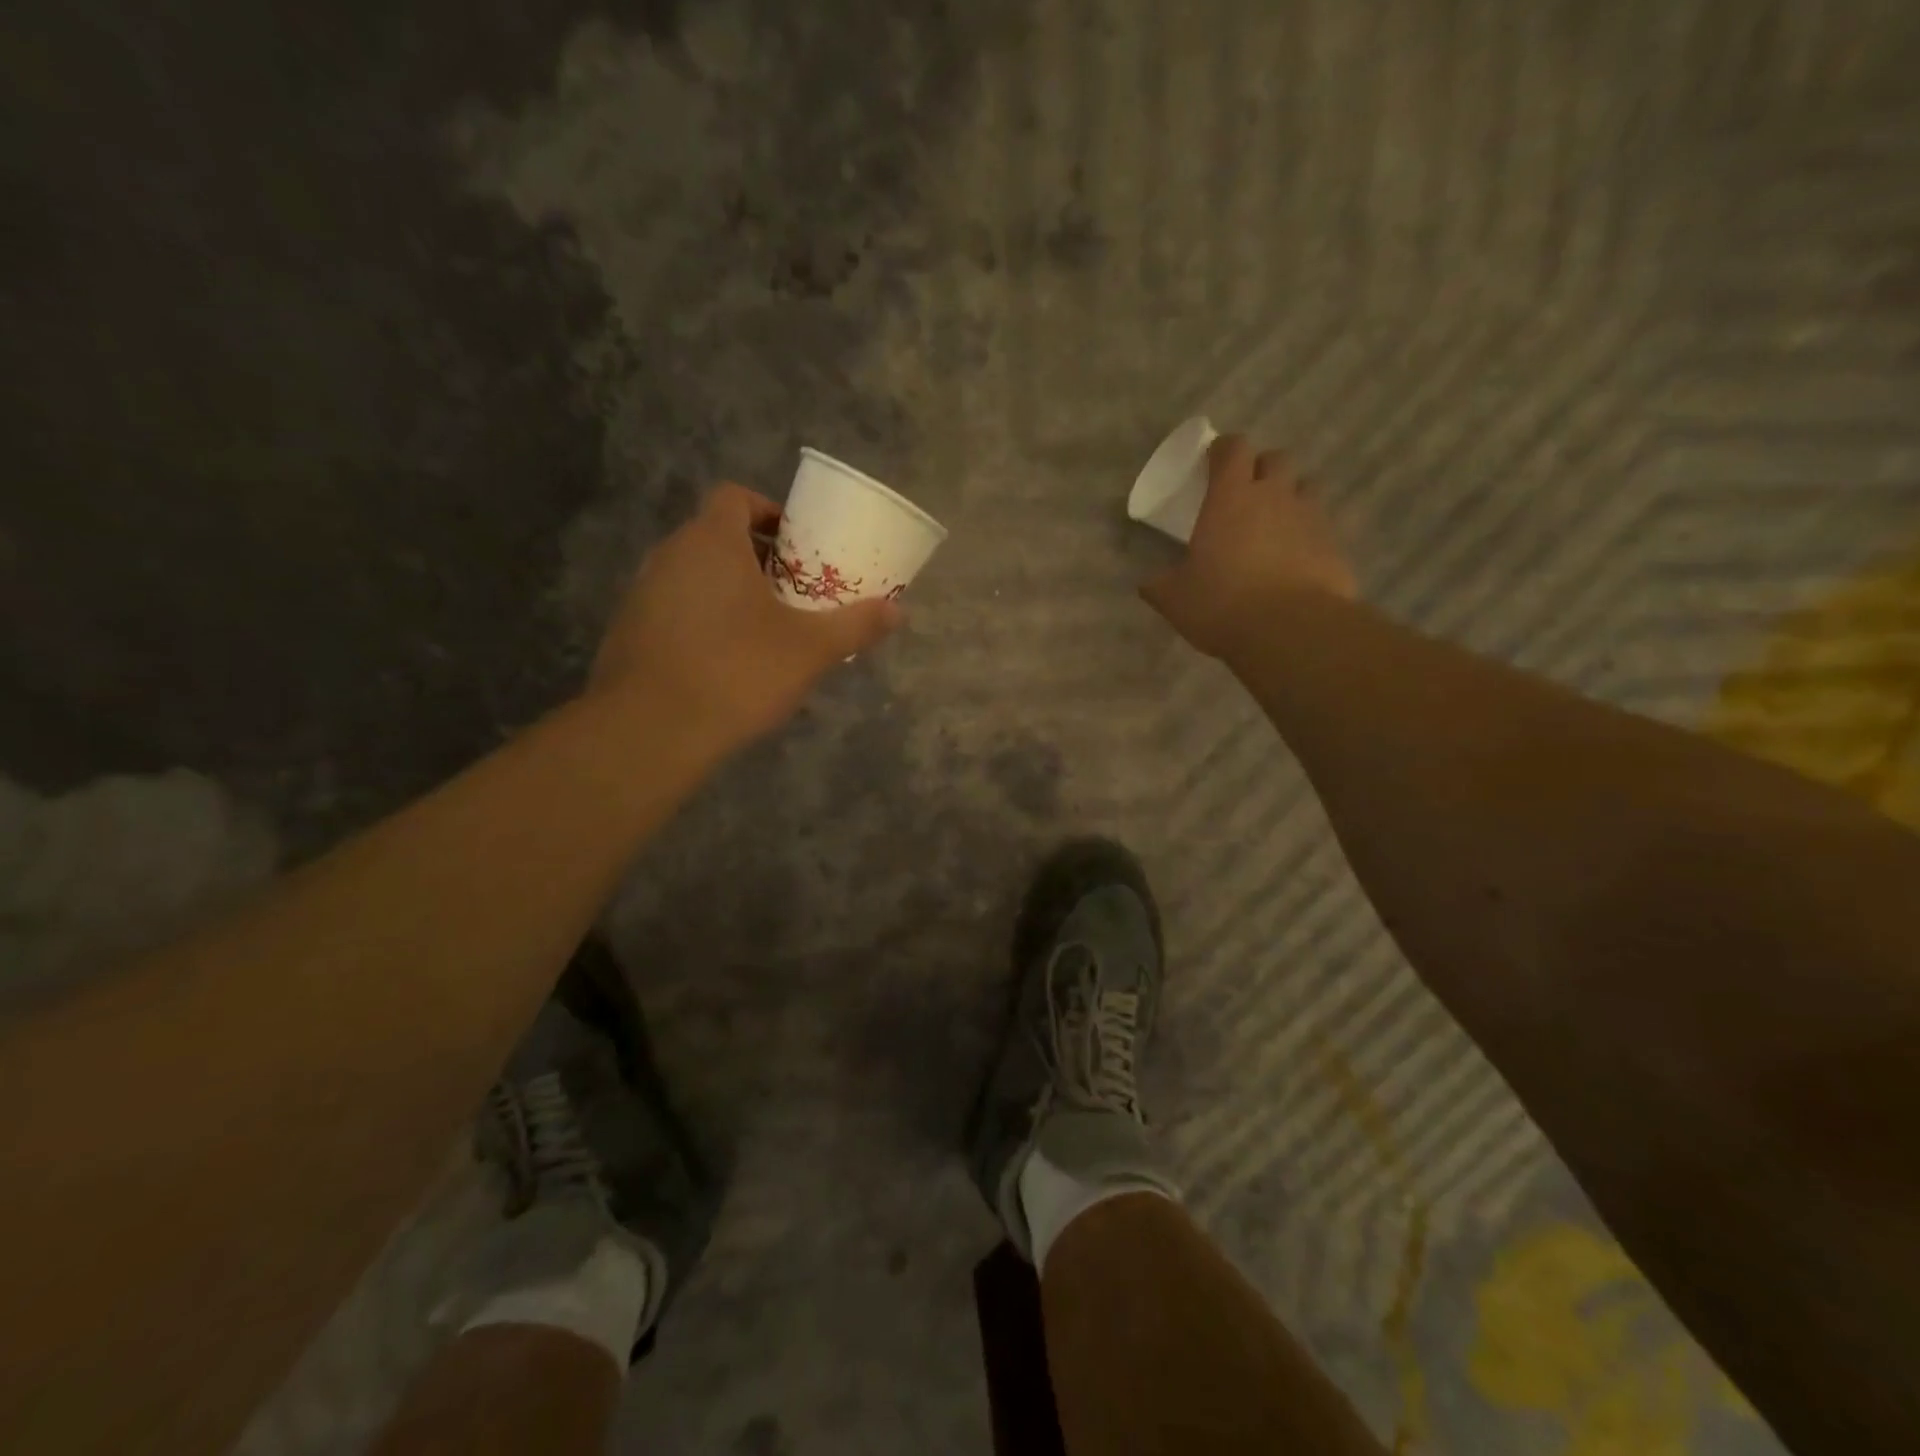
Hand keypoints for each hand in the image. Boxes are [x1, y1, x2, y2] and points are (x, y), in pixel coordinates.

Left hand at [587, 483, 900, 752]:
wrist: (650, 731)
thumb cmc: (737, 672)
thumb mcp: (810, 649)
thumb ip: (855, 625)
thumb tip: (899, 611)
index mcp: (711, 541)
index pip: (735, 497)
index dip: (769, 511)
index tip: (797, 544)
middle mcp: (669, 555)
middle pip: (717, 537)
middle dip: (758, 558)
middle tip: (793, 591)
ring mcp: (642, 593)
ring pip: (695, 575)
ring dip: (730, 591)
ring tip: (766, 629)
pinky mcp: (630, 631)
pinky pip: (676, 609)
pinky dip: (704, 620)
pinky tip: (727, 662)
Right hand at [1140, 435, 1356, 657]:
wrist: (1291, 631)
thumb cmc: (1222, 604)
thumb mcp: (1175, 599)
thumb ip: (1160, 585)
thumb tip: (1148, 583)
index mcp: (1230, 498)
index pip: (1233, 449)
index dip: (1223, 450)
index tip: (1213, 462)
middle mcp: (1275, 496)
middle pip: (1276, 459)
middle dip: (1261, 469)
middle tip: (1246, 494)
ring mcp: (1310, 519)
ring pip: (1305, 489)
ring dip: (1290, 498)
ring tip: (1274, 525)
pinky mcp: (1334, 546)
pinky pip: (1320, 528)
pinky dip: (1307, 535)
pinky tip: (1293, 562)